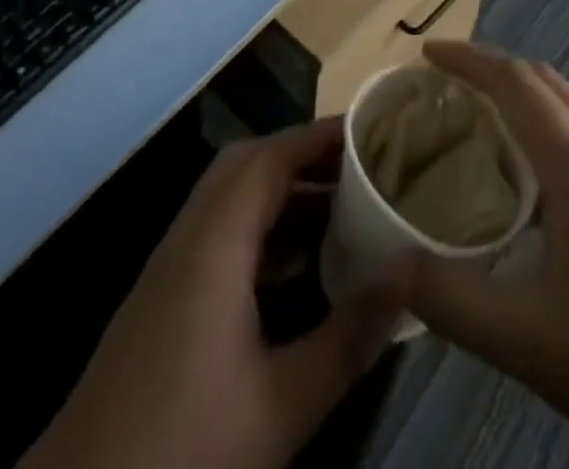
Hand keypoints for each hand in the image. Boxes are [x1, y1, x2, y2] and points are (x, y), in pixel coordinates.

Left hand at [21, 118, 402, 468]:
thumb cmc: (187, 446)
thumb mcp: (281, 404)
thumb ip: (348, 338)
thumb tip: (406, 277)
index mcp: (215, 243)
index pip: (269, 158)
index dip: (317, 137)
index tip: (367, 131)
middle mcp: (189, 236)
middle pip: (245, 164)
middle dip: (300, 155)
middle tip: (355, 167)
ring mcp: (169, 264)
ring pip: (228, 196)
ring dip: (278, 191)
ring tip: (337, 208)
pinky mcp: (162, 293)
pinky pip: (216, 231)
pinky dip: (258, 226)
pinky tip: (293, 266)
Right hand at [403, 40, 568, 468]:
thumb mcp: (531, 339)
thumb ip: (449, 298)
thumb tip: (382, 268)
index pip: (512, 80)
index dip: (466, 58)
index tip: (423, 55)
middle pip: (541, 81)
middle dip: (488, 69)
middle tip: (441, 90)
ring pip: (567, 107)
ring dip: (519, 97)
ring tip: (477, 128)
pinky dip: (542, 129)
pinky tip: (531, 186)